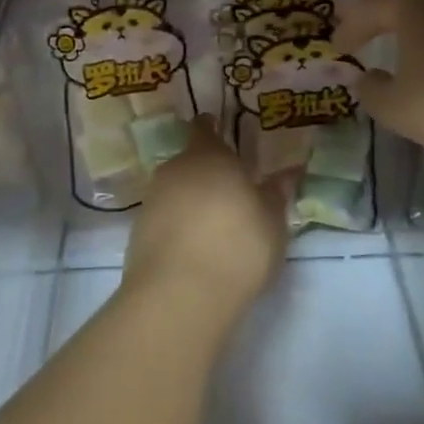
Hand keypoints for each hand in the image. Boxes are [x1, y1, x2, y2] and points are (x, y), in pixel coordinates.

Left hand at [122, 116, 293, 313]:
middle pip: (190, 161)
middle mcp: (175, 168)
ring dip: (191, 200)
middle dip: (206, 172)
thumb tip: (286, 174)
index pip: (205, 128)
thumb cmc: (237, 246)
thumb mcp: (272, 223)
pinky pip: (164, 217)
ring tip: (213, 224)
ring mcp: (152, 199)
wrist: (179, 294)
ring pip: (175, 189)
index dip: (212, 129)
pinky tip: (194, 248)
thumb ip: (276, 195)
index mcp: (209, 156)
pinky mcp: (137, 231)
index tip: (221, 134)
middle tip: (229, 191)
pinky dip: (177, 225)